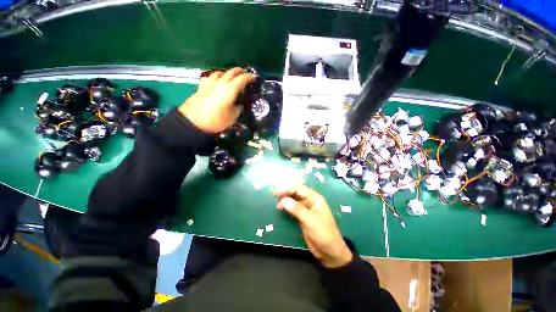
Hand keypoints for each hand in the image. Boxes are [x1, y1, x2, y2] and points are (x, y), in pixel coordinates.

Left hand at [179, 67, 255, 133]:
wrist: (194, 122)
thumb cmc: (217, 120)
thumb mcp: (232, 117)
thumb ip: (238, 108)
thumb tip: (239, 104)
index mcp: (230, 90)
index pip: (242, 80)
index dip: (249, 77)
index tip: (254, 77)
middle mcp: (220, 83)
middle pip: (231, 73)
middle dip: (239, 71)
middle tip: (244, 73)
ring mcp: (209, 83)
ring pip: (220, 73)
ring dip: (227, 73)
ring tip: (230, 77)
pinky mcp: (201, 86)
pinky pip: (211, 77)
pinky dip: (216, 77)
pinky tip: (216, 81)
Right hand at [273, 184, 352, 267]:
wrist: (330, 253)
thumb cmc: (324, 234)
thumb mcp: (311, 221)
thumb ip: (297, 209)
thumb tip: (283, 200)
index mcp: (315, 198)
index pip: (299, 189)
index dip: (287, 188)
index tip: (276, 192)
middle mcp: (310, 201)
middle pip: (295, 192)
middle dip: (285, 192)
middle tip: (273, 194)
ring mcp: (305, 208)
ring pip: (293, 199)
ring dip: (284, 199)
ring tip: (275, 201)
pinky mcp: (302, 216)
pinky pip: (292, 208)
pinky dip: (286, 207)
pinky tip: (279, 208)